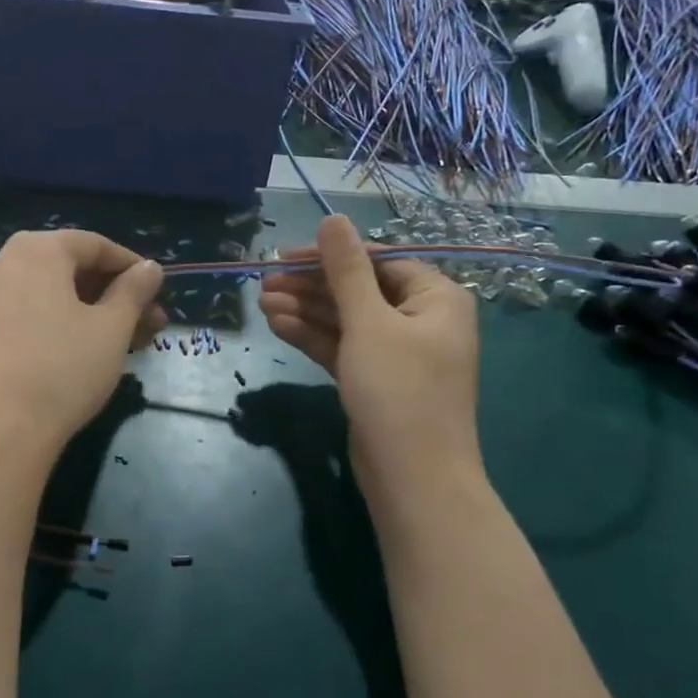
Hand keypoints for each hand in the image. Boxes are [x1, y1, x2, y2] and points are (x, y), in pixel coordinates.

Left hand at [0, 230, 164, 461]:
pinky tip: (82, 353)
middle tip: (148, 323)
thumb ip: (134, 291)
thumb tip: (150, 268)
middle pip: (69, 268)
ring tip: (124, 342)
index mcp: (36, 250)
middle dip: (113, 293)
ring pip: (48, 294)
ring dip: (89, 311)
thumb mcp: (111, 328)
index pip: (94, 244)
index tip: (158, 291)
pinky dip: (58, 323)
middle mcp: (2, 263)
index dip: (131, 266)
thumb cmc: (63, 369)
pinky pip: (26, 313)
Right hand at [259, 214, 480, 485]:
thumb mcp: (370, 322)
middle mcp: (420, 319)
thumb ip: (347, 269)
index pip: (378, 260)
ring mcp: (397, 352)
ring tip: (261, 303)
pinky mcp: (376, 378)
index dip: (330, 256)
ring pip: (346, 319)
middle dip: (311, 286)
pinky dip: (313, 336)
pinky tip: (277, 325)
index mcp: (435, 297)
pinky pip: (343, 346)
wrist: (413, 478)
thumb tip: (333, 218)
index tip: (284, 256)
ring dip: (306, 310)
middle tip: (264, 282)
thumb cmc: (399, 390)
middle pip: (358, 289)